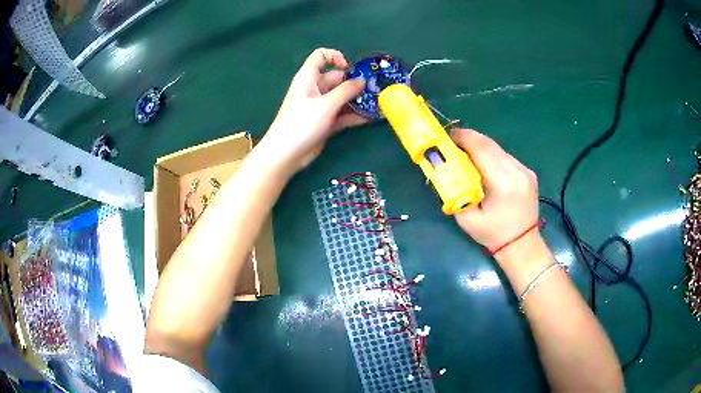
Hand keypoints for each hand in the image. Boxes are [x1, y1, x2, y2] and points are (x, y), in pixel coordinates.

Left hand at [261, 48, 366, 170]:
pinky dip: (353, 115)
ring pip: (341, 97)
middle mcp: (314, 89)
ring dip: (357, 100)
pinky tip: (370, 118)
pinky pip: (341, 114)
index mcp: (308, 77)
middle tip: (374, 89)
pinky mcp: (324, 122)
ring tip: (377, 103)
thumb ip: (346, 90)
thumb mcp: (326, 104)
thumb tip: (362, 80)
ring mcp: (319, 106)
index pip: (321, 56)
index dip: (336, 57)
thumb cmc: (302, 123)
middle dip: (354, 82)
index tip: (349, 69)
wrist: (285, 155)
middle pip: (336, 78)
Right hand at [450, 129, 539, 252]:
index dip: (463, 137)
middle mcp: (517, 171)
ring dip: (481, 147)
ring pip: (498, 148)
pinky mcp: (528, 172)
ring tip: (467, 154)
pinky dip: (492, 156)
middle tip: (453, 143)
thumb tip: (445, 169)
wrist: (522, 245)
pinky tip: (485, 166)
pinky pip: (505, 156)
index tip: (447, 136)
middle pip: (490, 144)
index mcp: (502, 183)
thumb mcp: (466, 218)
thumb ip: (456, 191)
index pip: (481, 148)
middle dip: (469, 139)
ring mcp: (525, 170)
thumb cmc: (492, 234)